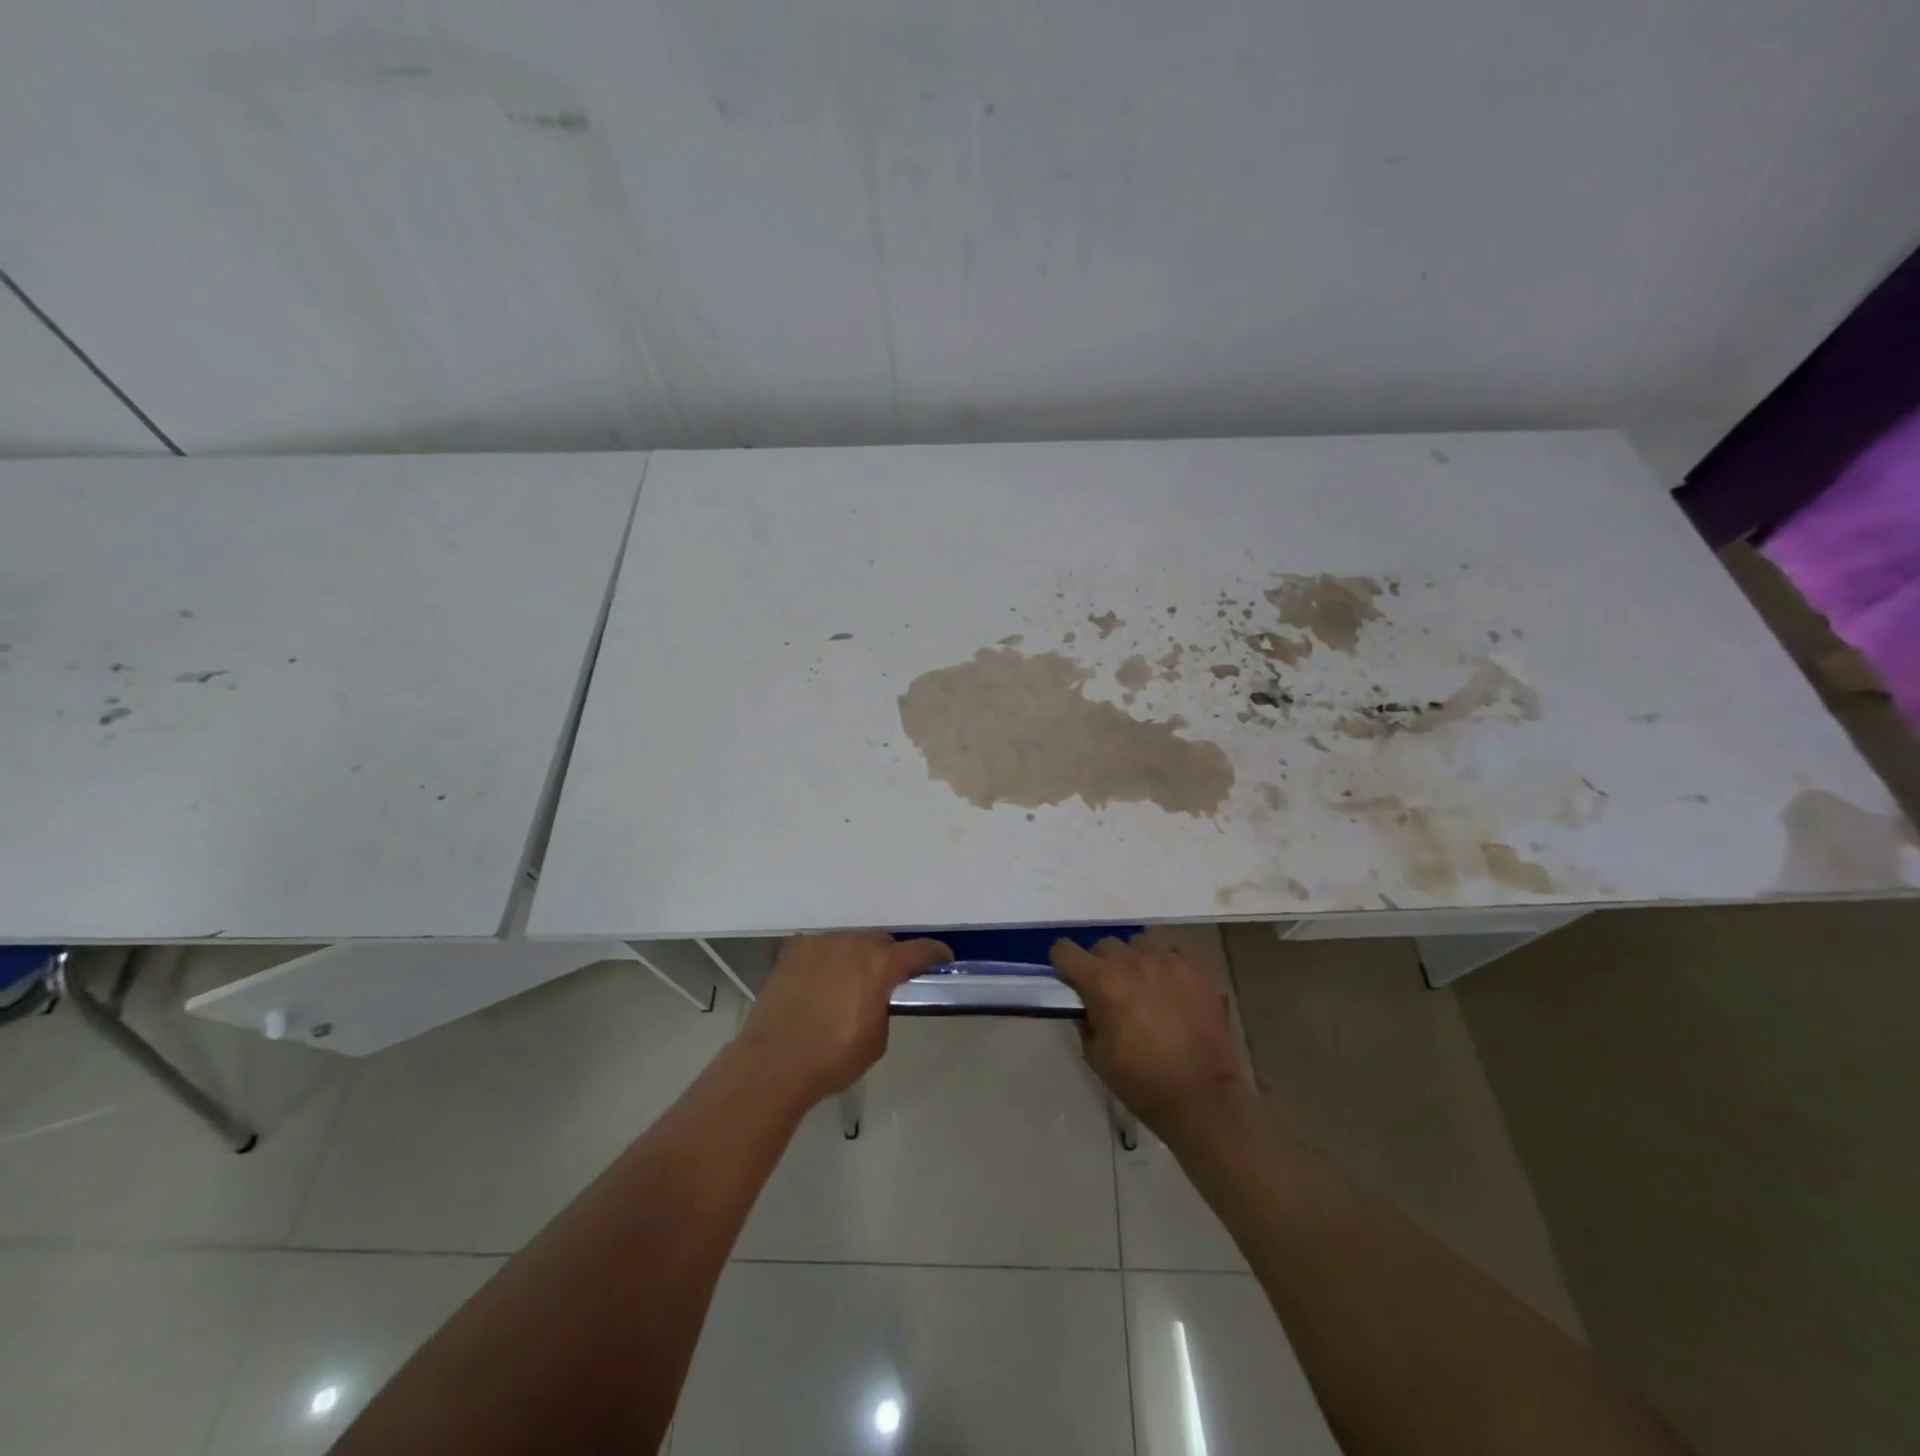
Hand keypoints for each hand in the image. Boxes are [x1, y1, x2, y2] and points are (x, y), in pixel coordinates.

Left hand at [739, 932, 951, 1103]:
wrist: (774, 1061)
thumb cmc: (833, 1057)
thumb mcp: (875, 1040)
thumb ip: (882, 1008)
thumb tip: (874, 998)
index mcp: (880, 966)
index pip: (918, 950)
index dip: (934, 953)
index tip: (943, 957)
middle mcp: (852, 944)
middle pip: (880, 941)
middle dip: (889, 956)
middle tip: (887, 977)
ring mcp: (820, 944)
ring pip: (848, 942)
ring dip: (855, 957)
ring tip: (849, 981)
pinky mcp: (793, 952)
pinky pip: (820, 949)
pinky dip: (827, 961)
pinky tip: (820, 981)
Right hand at [1051, 935, 1255, 1142]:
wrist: (1202, 1098)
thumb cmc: (1142, 1082)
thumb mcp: (1096, 1055)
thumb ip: (1085, 1019)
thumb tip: (1088, 1003)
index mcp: (1102, 981)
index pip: (1064, 950)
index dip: (1063, 964)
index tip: (1071, 980)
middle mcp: (1132, 961)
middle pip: (1104, 945)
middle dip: (1101, 965)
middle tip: (1112, 992)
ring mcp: (1168, 960)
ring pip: (1140, 943)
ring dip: (1135, 961)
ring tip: (1146, 986)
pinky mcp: (1198, 968)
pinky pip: (1174, 950)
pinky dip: (1168, 962)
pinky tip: (1173, 984)